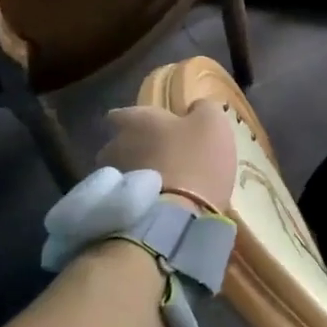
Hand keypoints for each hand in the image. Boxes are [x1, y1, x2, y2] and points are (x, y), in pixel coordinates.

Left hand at [97, 101, 236, 214]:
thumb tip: (195, 107)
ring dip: (138, 176)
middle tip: (163, 158)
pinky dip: (139, 200)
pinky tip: (160, 207)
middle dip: (137, 149)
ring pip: (124, 172)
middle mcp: (115, 145)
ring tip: (162, 187)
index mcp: (136, 120)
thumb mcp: (213, 123)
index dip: (138, 120)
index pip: (123, 113)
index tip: (153, 127)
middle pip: (121, 144)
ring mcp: (113, 180)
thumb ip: (203, 108)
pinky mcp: (115, 209)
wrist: (177, 219)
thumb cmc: (196, 160)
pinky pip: (128, 198)